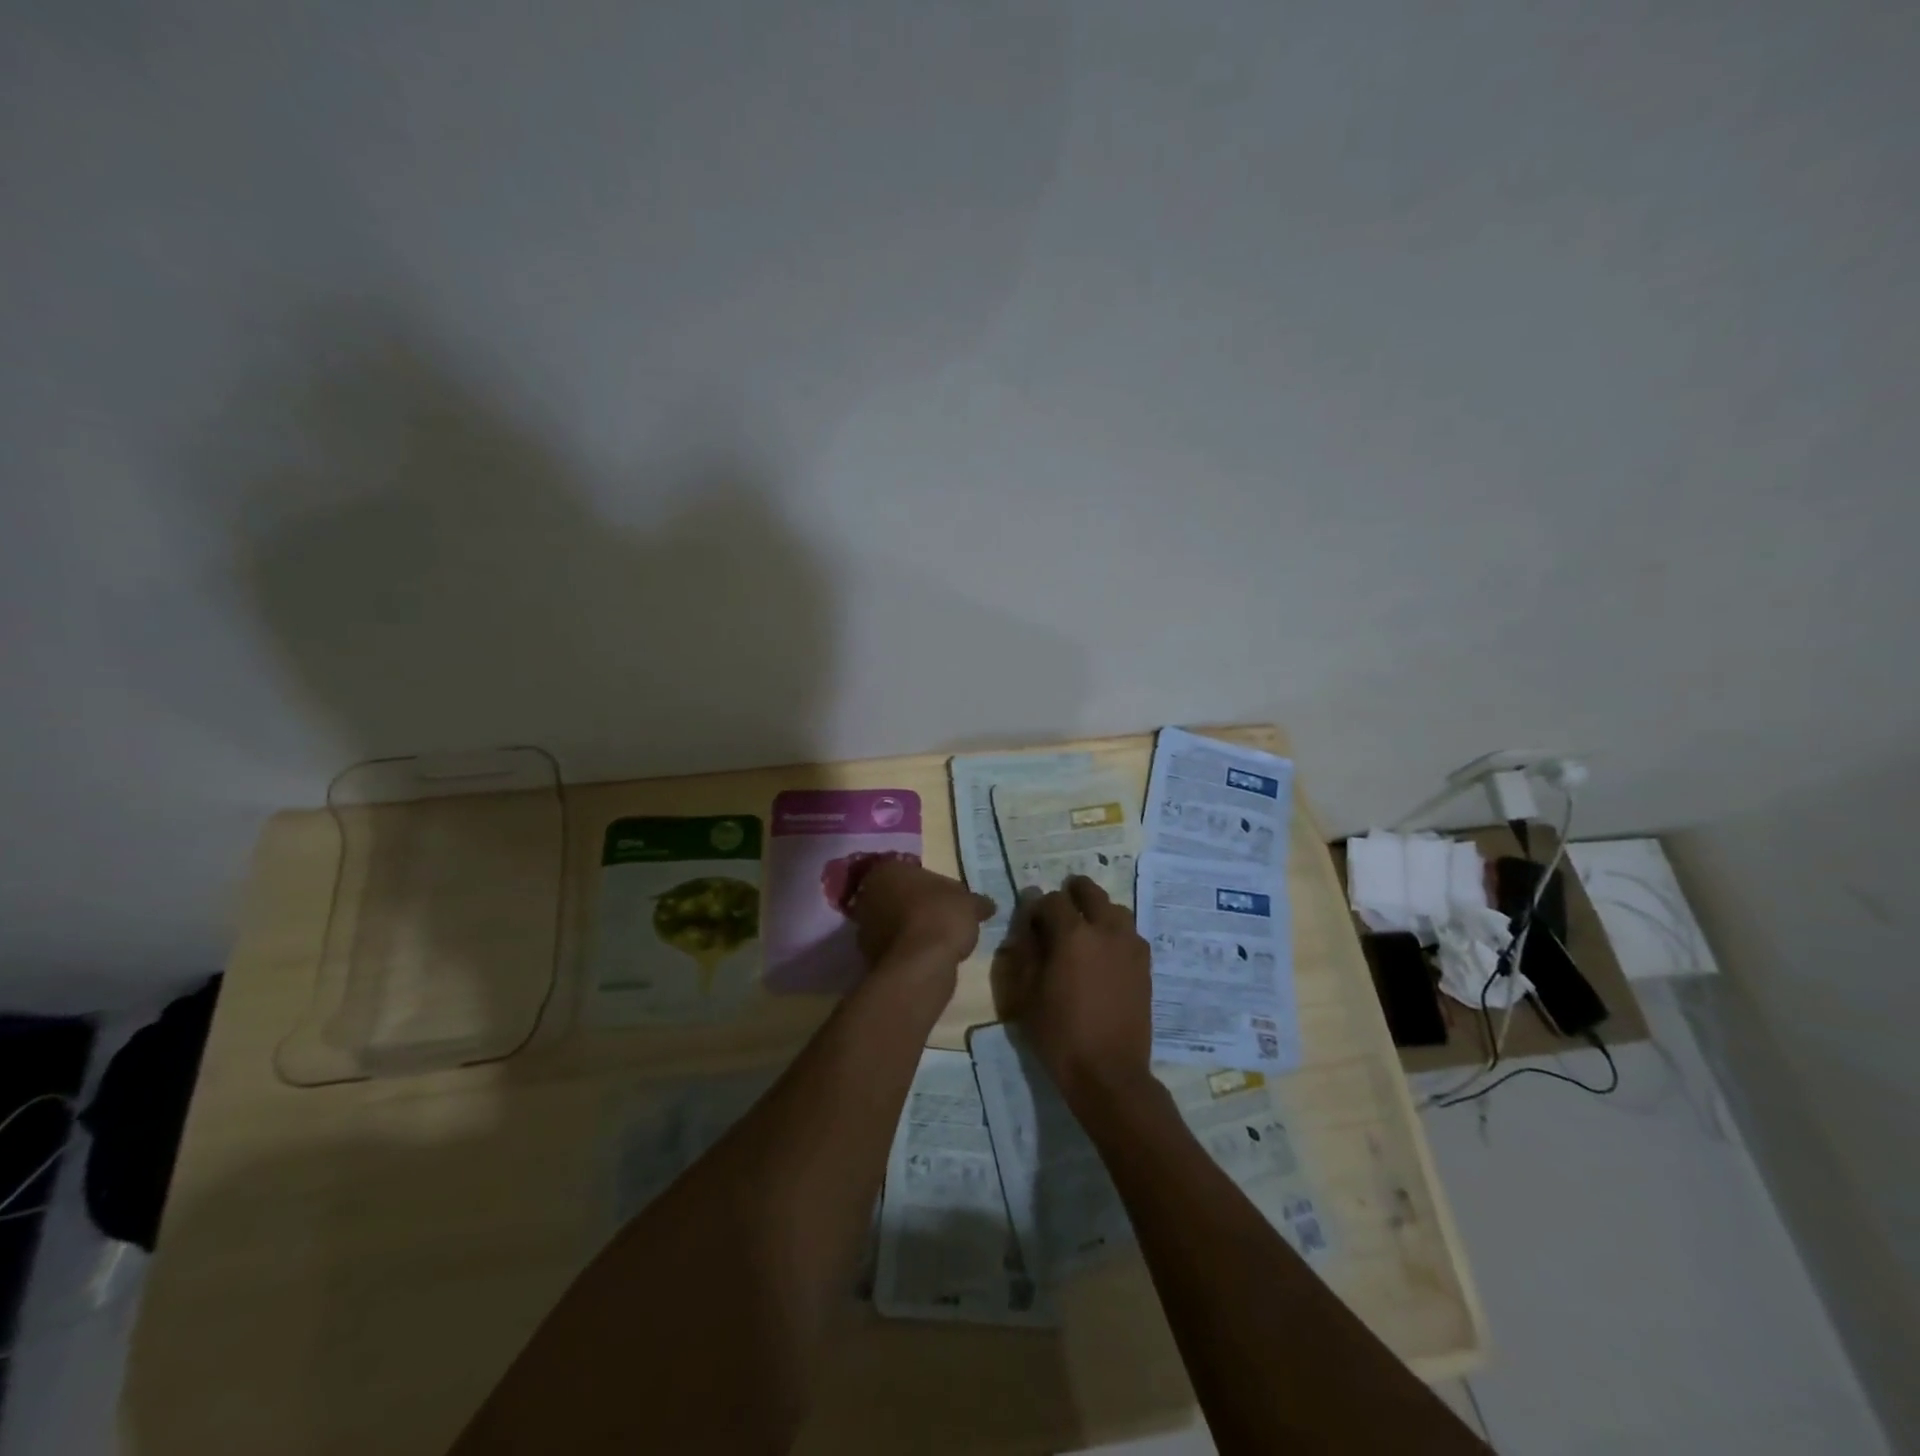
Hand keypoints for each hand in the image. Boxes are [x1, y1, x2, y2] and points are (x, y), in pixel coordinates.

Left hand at [848, 859, 994, 970]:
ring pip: (890, 922)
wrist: (920, 964)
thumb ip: (976, 902)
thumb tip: (988, 905)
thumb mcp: (969, 903)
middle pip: (895, 896)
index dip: (927, 884)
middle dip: (913, 905)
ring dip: (907, 929)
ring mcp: (863, 926)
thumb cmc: (941, 916)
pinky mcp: (867, 956)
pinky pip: (891, 947)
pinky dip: (905, 950)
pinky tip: (925, 957)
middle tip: (940, 916)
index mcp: (887, 870)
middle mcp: (868, 893)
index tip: (944, 897)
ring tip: (935, 940)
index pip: (908, 871)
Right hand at [995, 875, 1154, 1108]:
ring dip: (1099, 910)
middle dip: (1073, 892)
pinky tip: (1106, 952)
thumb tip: (1027, 923)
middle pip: (1091, 892)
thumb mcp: (1027, 994)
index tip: (1031, 919)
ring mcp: (1130, 947)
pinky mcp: (1145, 966)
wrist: (1109, 1072)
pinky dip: (1116, 932)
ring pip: (1116, 910)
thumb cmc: (1059, 1034)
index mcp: (1073, 934)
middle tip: (1061, 905)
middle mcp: (1106, 931)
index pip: (1053, 900)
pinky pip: (1130, 934)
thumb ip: (1026, 951)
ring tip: (1086, 928)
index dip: (1038, 905)